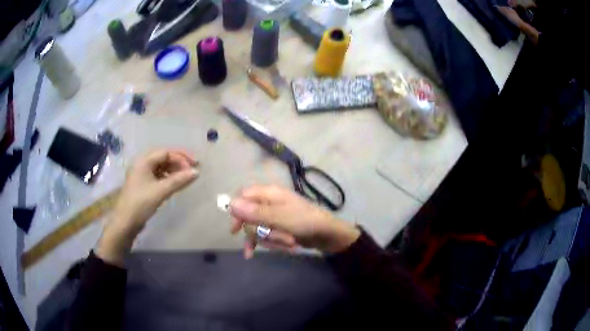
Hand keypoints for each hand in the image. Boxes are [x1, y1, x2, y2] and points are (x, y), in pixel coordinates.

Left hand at [97, 149, 198, 264]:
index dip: (181, 158)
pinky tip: (175, 183)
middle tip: (192, 168)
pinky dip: (168, 177)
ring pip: (161, 166)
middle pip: (163, 157)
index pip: (166, 153)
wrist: (125, 222)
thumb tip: (196, 172)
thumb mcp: (160, 191)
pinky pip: (158, 175)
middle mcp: (142, 163)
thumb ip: (179, 180)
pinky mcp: (142, 183)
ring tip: (186, 176)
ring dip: (174, 170)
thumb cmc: (141, 203)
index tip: (194, 166)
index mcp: (143, 160)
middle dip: (179, 161)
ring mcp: (141, 174)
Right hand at [229, 185, 359, 258]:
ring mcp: (273, 216)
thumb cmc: (305, 221)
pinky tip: (250, 254)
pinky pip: (263, 235)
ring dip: (270, 239)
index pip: (243, 196)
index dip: (237, 211)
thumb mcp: (279, 217)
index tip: (235, 228)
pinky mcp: (277, 228)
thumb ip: (254, 212)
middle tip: (278, 237)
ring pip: (257, 229)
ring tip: (289, 243)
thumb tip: (230, 204)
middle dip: (262, 232)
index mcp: (268, 193)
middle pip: (249, 217)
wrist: (327, 234)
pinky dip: (261, 243)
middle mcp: (268, 203)